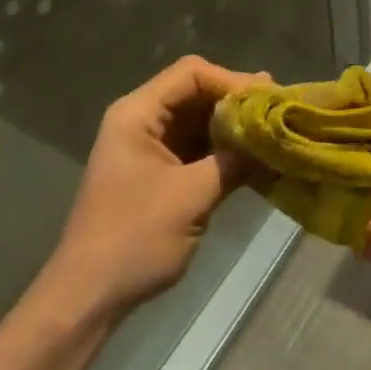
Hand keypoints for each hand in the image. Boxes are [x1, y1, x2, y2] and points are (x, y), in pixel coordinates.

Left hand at [45, 56, 268, 319]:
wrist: (89, 295)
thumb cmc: (135, 238)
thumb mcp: (191, 196)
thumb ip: (233, 161)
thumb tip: (273, 139)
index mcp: (138, 114)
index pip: (191, 74)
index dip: (233, 80)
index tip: (270, 99)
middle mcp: (142, 121)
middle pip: (196, 94)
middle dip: (238, 103)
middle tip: (281, 113)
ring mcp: (149, 148)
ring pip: (199, 122)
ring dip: (234, 128)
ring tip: (275, 134)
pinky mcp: (158, 174)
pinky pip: (196, 149)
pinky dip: (224, 152)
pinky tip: (256, 159)